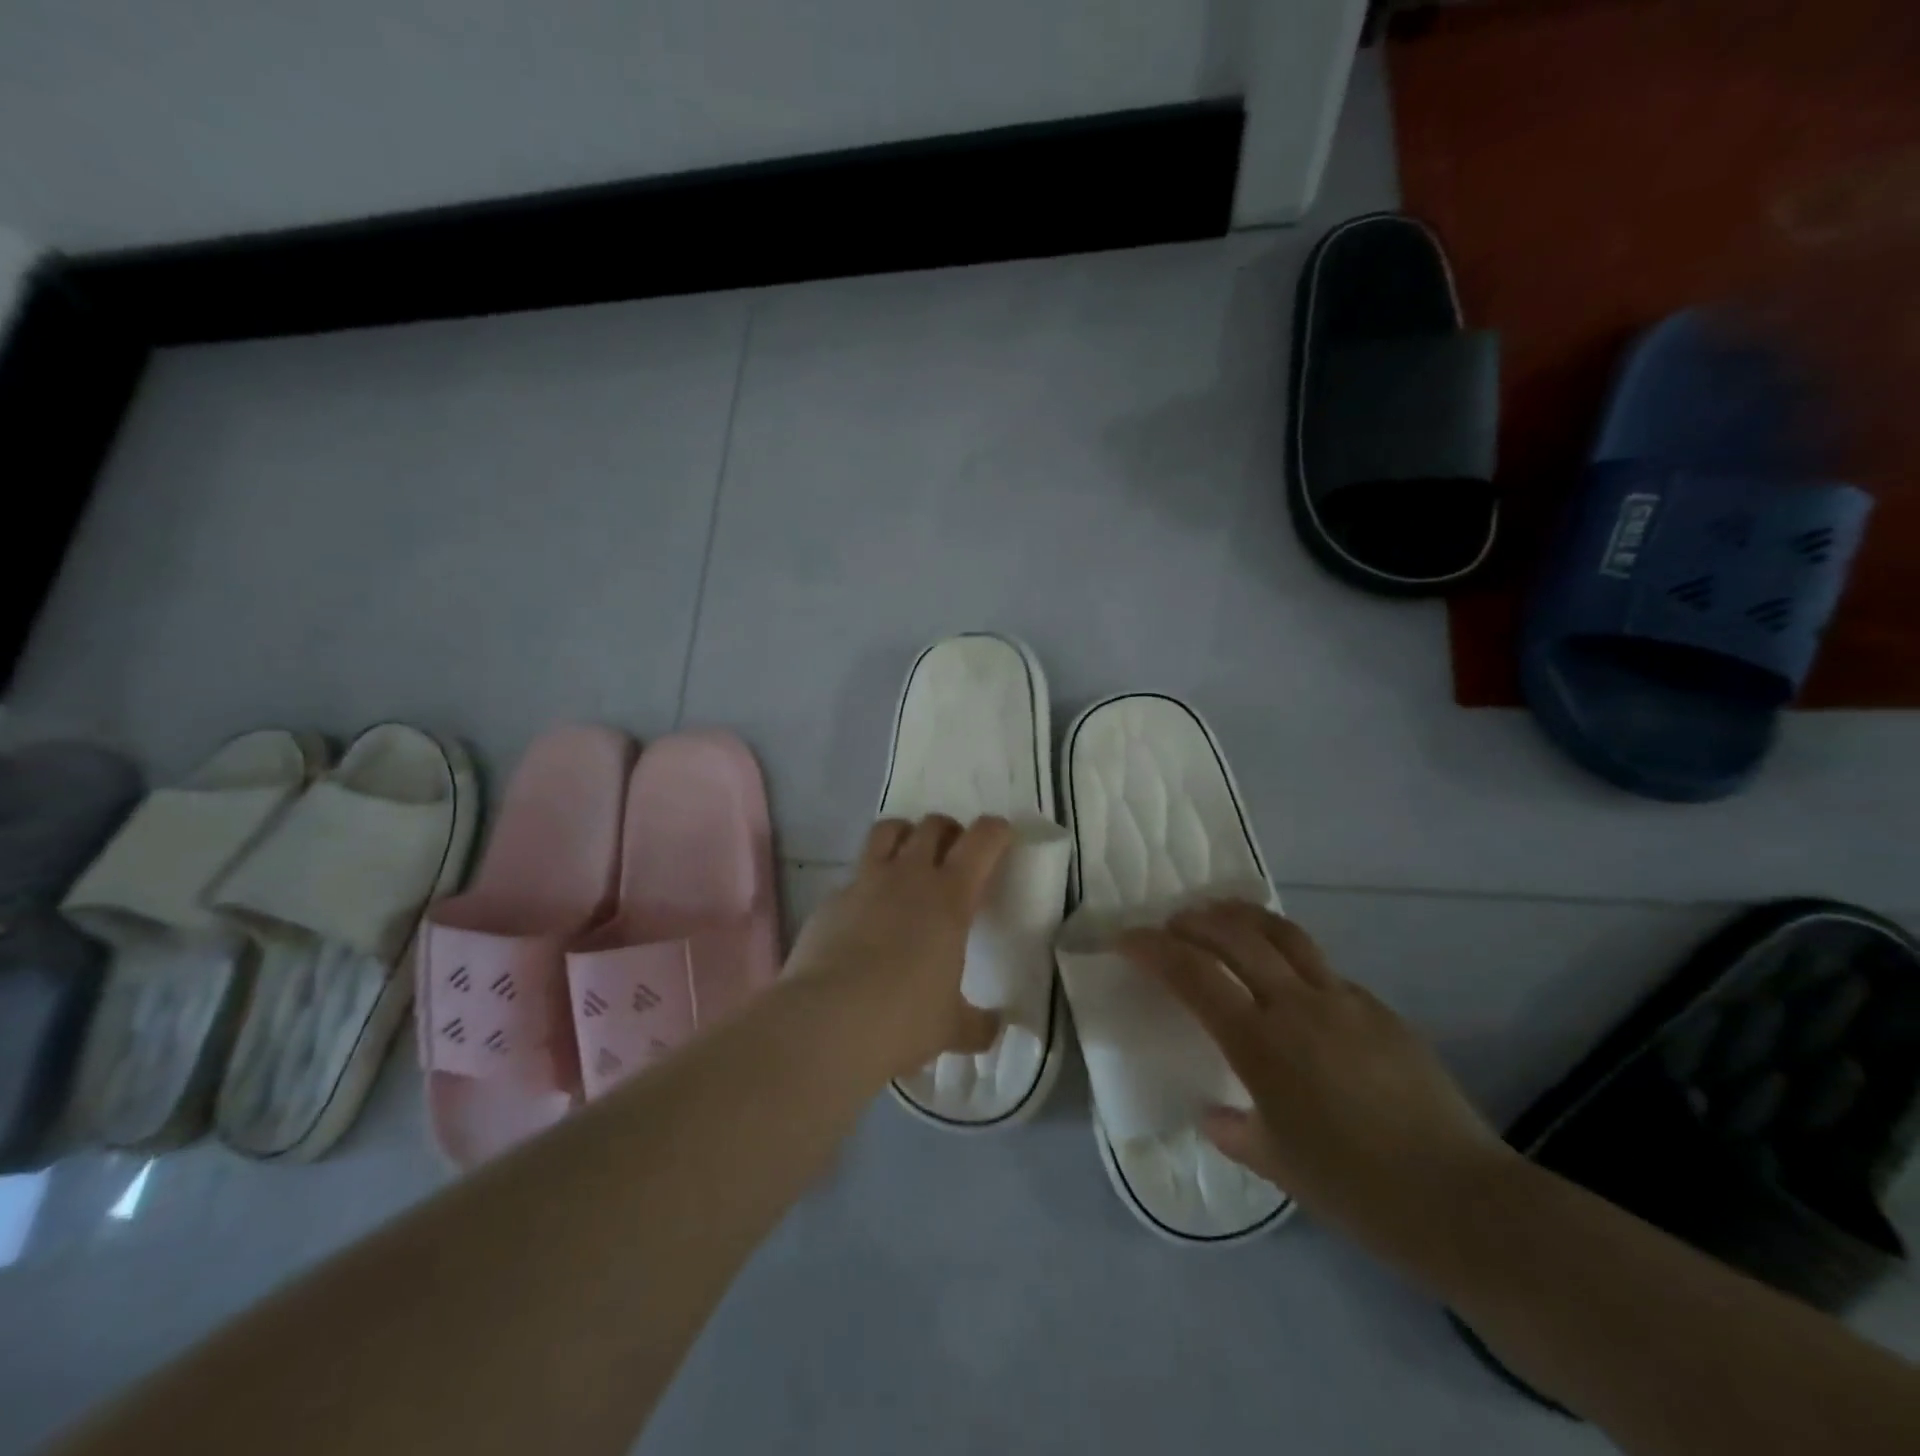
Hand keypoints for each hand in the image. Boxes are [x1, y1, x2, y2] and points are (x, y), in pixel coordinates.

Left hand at [786, 814, 1012, 1079]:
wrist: (825, 1022)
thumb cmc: (903, 1019)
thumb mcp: (951, 1027)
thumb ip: (979, 1024)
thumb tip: (997, 1027)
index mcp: (950, 897)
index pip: (982, 840)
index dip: (996, 831)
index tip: (1002, 838)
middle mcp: (908, 876)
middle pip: (933, 824)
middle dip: (949, 832)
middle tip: (954, 857)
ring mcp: (864, 882)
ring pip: (888, 831)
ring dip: (905, 836)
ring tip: (909, 861)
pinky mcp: (831, 899)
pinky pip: (854, 875)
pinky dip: (867, 883)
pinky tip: (866, 913)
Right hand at [1119, 900, 1517, 1266]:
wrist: (1463, 1203)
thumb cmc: (1356, 1190)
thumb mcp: (1278, 1164)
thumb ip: (1235, 1130)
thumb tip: (1213, 1114)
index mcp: (1261, 1042)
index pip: (1192, 973)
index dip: (1152, 948)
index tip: (1126, 939)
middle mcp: (1297, 1005)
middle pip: (1235, 934)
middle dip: (1194, 920)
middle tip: (1172, 925)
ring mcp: (1344, 1000)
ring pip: (1284, 933)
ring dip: (1243, 917)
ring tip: (1222, 918)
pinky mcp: (1380, 1009)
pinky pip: (1324, 969)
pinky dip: (1291, 960)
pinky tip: (1292, 985)